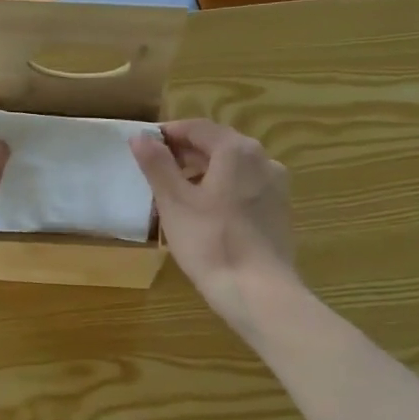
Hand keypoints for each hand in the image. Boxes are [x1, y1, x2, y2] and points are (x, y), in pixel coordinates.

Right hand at [131, 119, 297, 334]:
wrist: (258, 291)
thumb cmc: (210, 242)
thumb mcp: (174, 203)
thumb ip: (157, 165)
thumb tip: (140, 136)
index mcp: (236, 150)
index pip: (197, 128)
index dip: (168, 133)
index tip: (145, 146)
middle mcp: (263, 159)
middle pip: (218, 144)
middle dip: (186, 153)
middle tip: (156, 170)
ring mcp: (275, 186)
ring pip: (233, 167)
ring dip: (204, 171)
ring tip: (177, 192)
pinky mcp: (279, 210)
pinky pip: (245, 187)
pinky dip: (222, 189)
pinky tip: (205, 212)